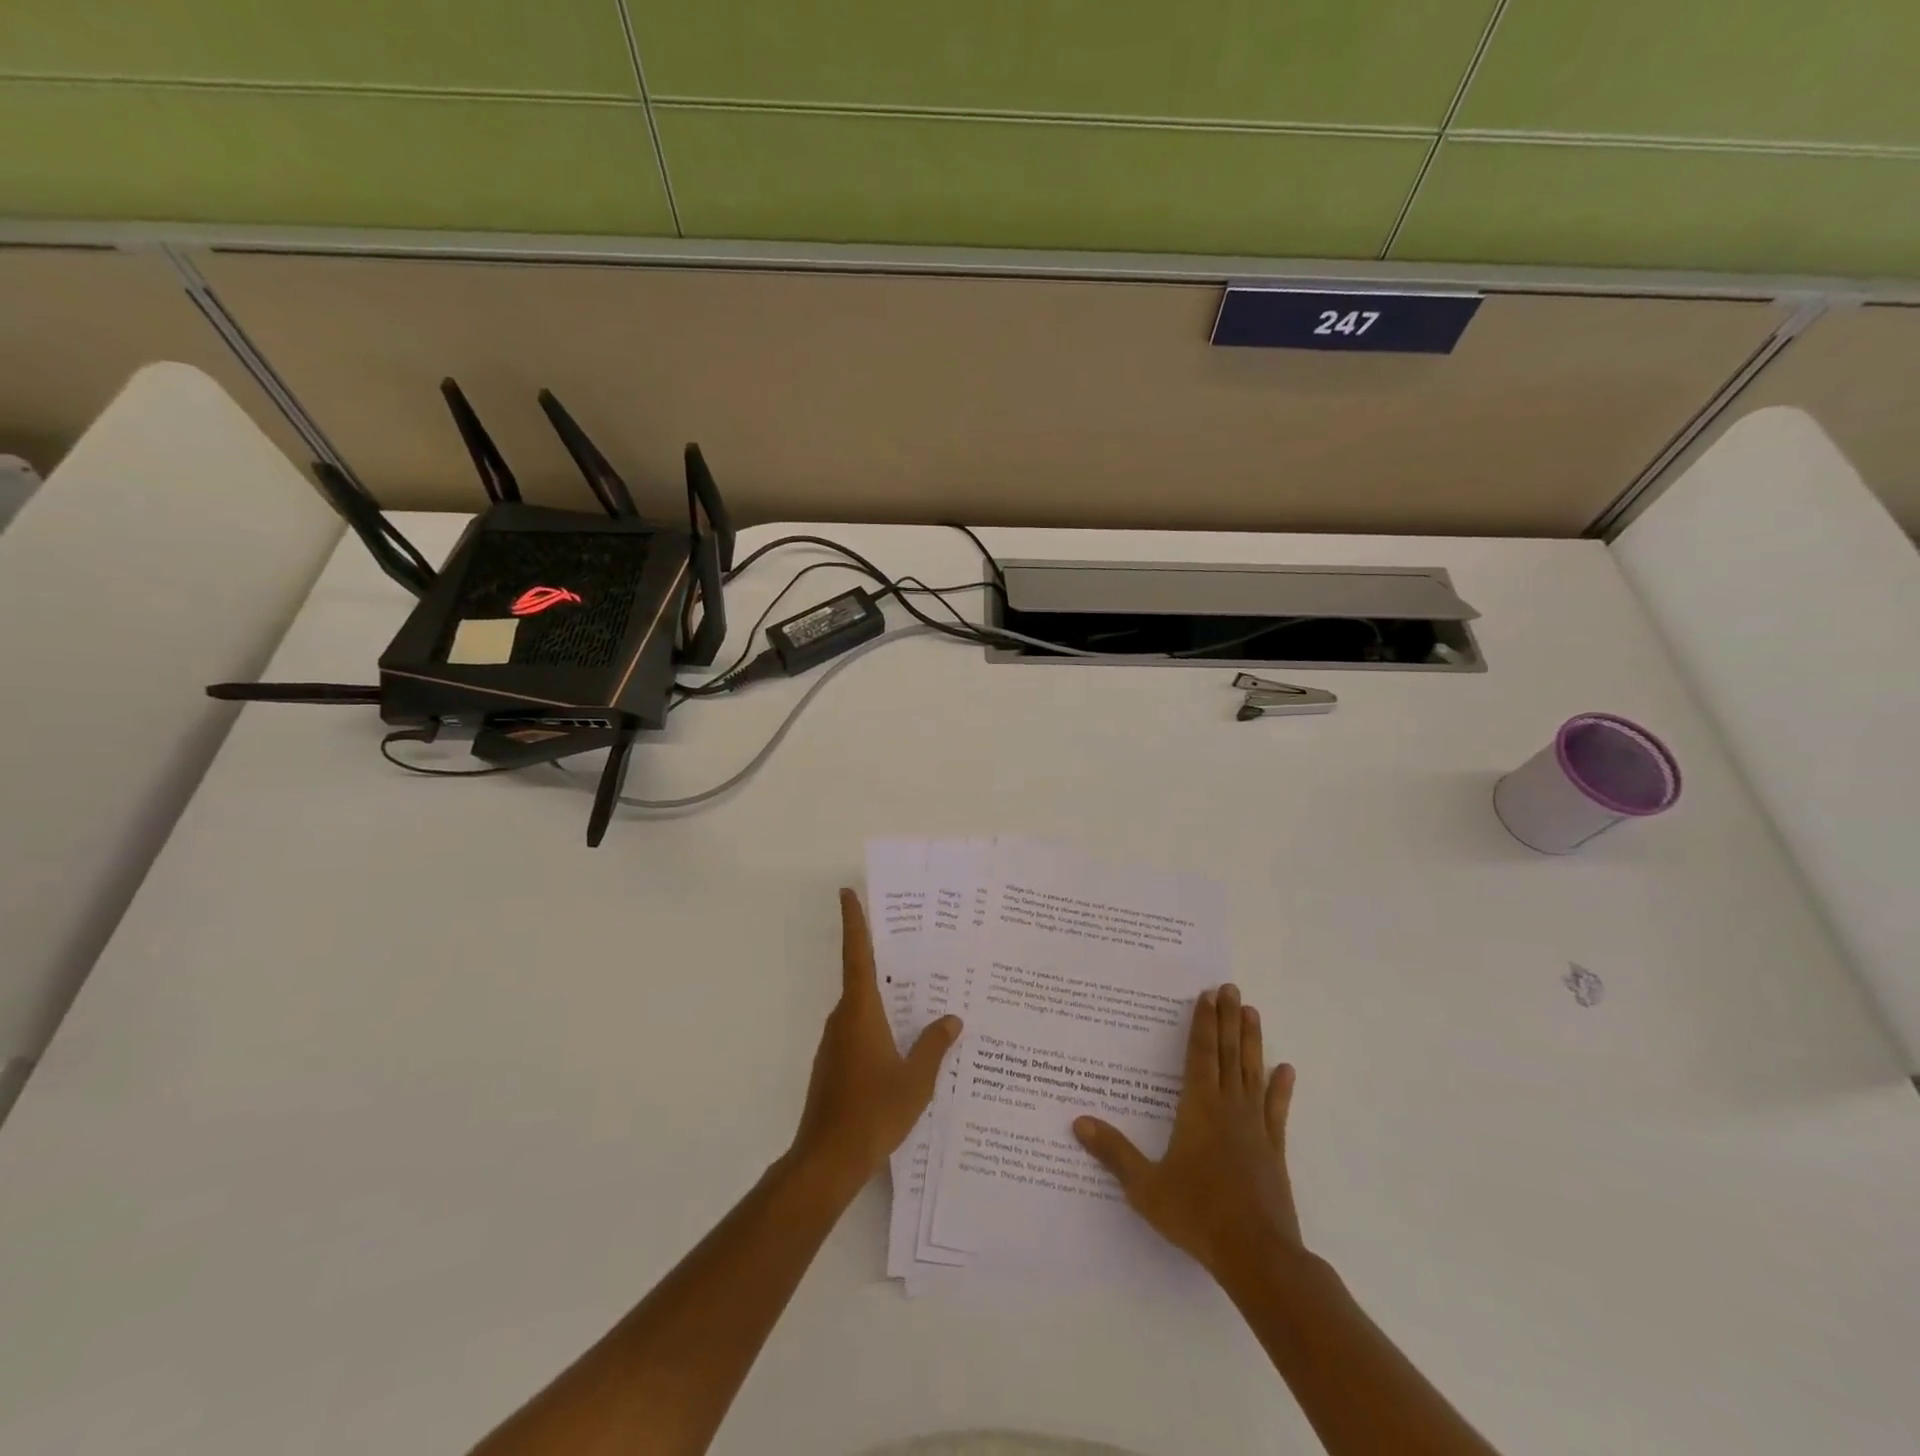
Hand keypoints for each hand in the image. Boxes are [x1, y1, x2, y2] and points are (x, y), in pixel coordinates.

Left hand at [789, 889, 961, 1196]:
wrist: (827, 1161)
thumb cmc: (873, 1113)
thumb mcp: (916, 1080)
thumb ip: (934, 1046)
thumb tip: (951, 1019)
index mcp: (861, 1012)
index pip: (857, 955)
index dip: (853, 922)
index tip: (847, 892)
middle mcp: (844, 1019)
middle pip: (862, 977)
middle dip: (884, 960)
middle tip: (917, 945)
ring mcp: (835, 1043)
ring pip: (862, 1007)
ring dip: (885, 997)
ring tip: (922, 995)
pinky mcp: (833, 1065)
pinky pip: (859, 1030)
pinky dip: (879, 1025)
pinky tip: (904, 1041)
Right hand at [1073, 983, 1300, 1281]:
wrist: (1257, 1256)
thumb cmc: (1197, 1214)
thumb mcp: (1145, 1186)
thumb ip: (1114, 1152)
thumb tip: (1078, 1122)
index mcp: (1198, 1109)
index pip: (1200, 1055)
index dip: (1203, 1024)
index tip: (1208, 995)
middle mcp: (1229, 1108)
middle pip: (1228, 1053)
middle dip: (1228, 1019)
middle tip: (1231, 988)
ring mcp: (1255, 1128)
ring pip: (1252, 1072)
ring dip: (1252, 1041)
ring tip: (1253, 1012)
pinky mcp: (1274, 1150)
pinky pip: (1277, 1111)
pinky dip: (1280, 1089)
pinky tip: (1286, 1070)